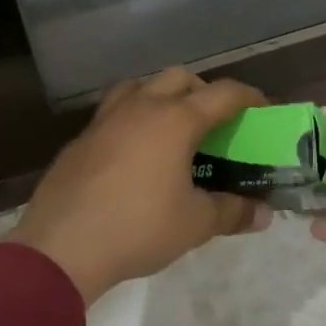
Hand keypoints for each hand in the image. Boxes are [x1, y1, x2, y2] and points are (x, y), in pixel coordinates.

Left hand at [12, 68, 271, 305]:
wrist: (61, 247)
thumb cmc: (138, 229)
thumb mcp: (195, 224)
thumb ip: (232, 211)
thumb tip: (262, 213)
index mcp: (175, 120)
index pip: (223, 93)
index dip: (250, 97)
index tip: (264, 110)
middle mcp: (142, 107)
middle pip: (180, 78)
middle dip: (204, 92)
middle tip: (215, 122)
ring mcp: (106, 119)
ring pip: (141, 86)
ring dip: (163, 95)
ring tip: (172, 127)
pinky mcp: (82, 137)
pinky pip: (115, 110)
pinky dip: (134, 117)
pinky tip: (134, 152)